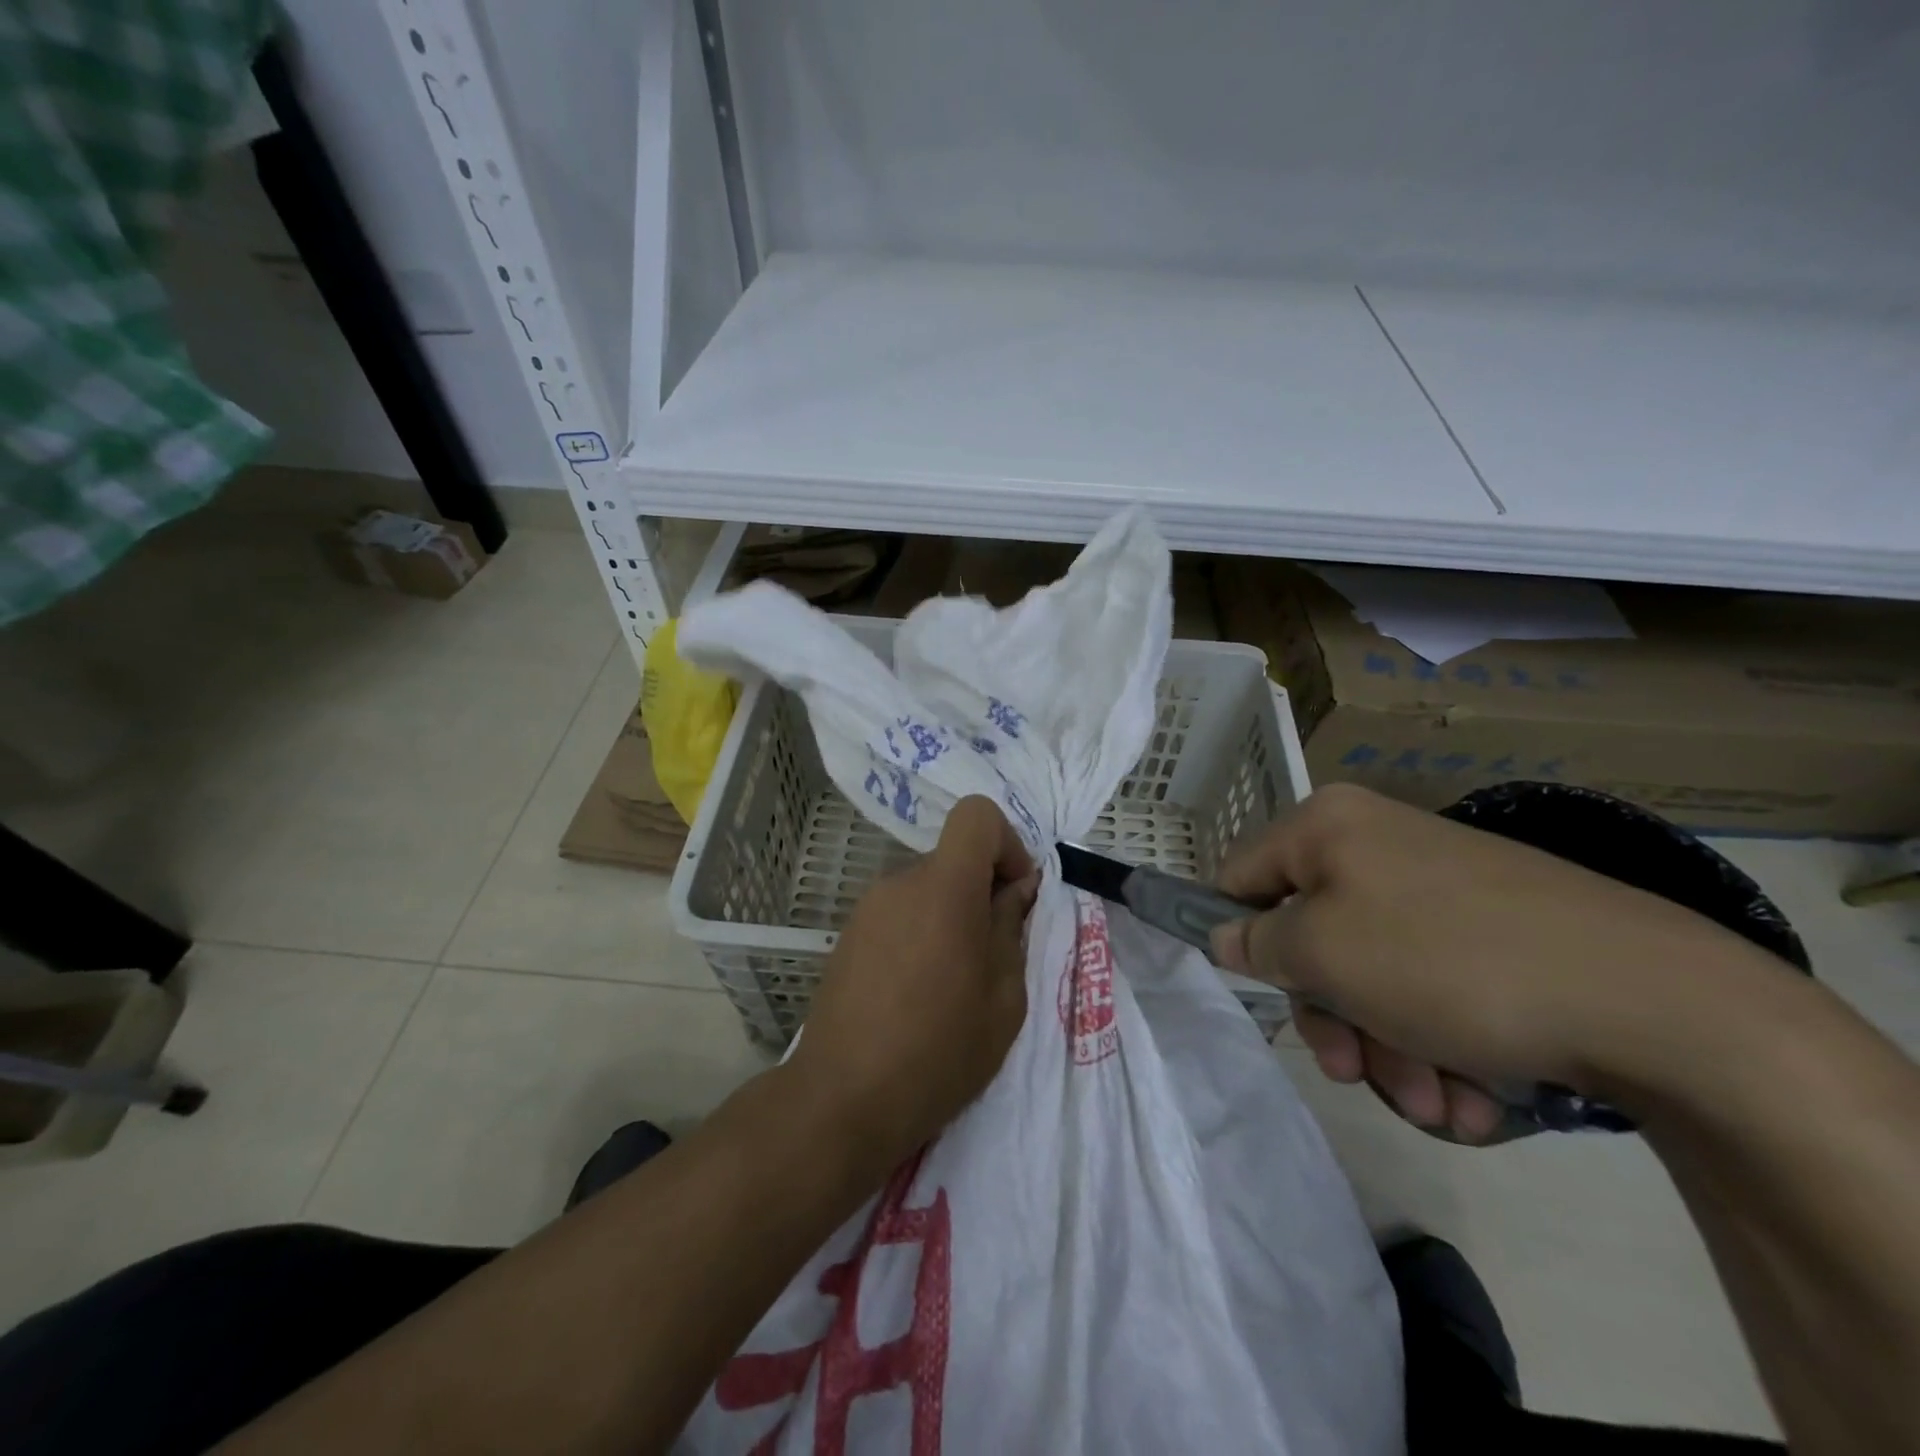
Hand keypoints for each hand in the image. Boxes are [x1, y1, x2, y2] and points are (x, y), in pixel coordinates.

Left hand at [787, 795, 1038, 1167]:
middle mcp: (900, 883)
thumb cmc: (939, 1051)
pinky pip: (899, 916)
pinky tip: (915, 995)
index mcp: (944, 888)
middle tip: (990, 958)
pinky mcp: (847, 936)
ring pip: (926, 891)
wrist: (842, 1099)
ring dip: (949, 919)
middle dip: (980, 893)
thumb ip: (1011, 928)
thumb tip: (1016, 888)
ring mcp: (867, 909)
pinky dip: (919, 936)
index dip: (1006, 844)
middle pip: (952, 860)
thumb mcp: (1003, 997)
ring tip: (951, 987)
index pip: (976, 815)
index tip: (1013, 896)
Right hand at [1209, 784, 1793, 1141]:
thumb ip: (1256, 943)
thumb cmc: (1446, 960)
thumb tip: (1225, 935)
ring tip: (1435, 1102)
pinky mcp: (1494, 933)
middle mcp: (1378, 846)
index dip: (1236, 935)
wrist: (1655, 1001)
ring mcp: (1441, 889)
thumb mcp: (1323, 955)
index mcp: (1328, 827)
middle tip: (1355, 1072)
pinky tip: (1474, 1095)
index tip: (1262, 992)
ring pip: (1374, 977)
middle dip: (1332, 1018)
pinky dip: (1440, 1045)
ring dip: (1390, 1050)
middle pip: (1311, 939)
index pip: (1241, 876)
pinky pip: (1432, 988)